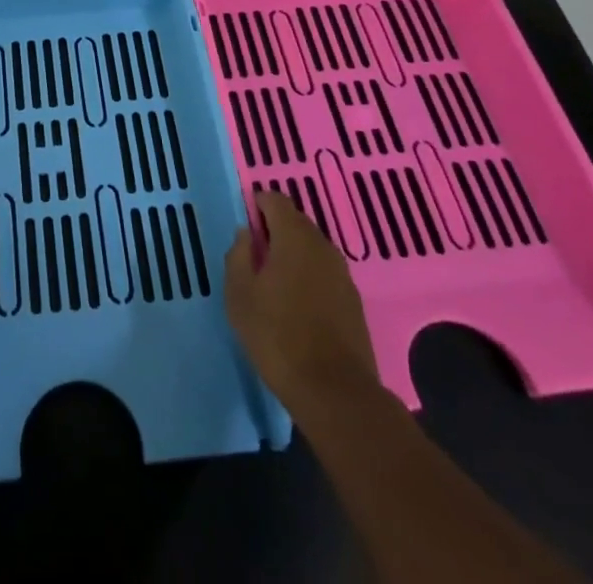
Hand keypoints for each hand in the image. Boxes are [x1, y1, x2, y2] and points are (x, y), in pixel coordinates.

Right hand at [225, 189, 381, 415]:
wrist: (335, 392)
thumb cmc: (277, 336)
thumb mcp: (239, 295)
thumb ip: (238, 255)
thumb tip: (245, 234)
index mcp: (294, 236)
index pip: (275, 200)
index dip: (257, 206)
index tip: (244, 228)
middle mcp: (322, 245)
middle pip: (296, 222)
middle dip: (274, 231)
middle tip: (254, 257)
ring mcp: (342, 273)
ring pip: (311, 248)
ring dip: (292, 255)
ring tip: (273, 283)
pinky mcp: (353, 301)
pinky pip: (324, 273)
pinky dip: (309, 277)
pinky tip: (297, 305)